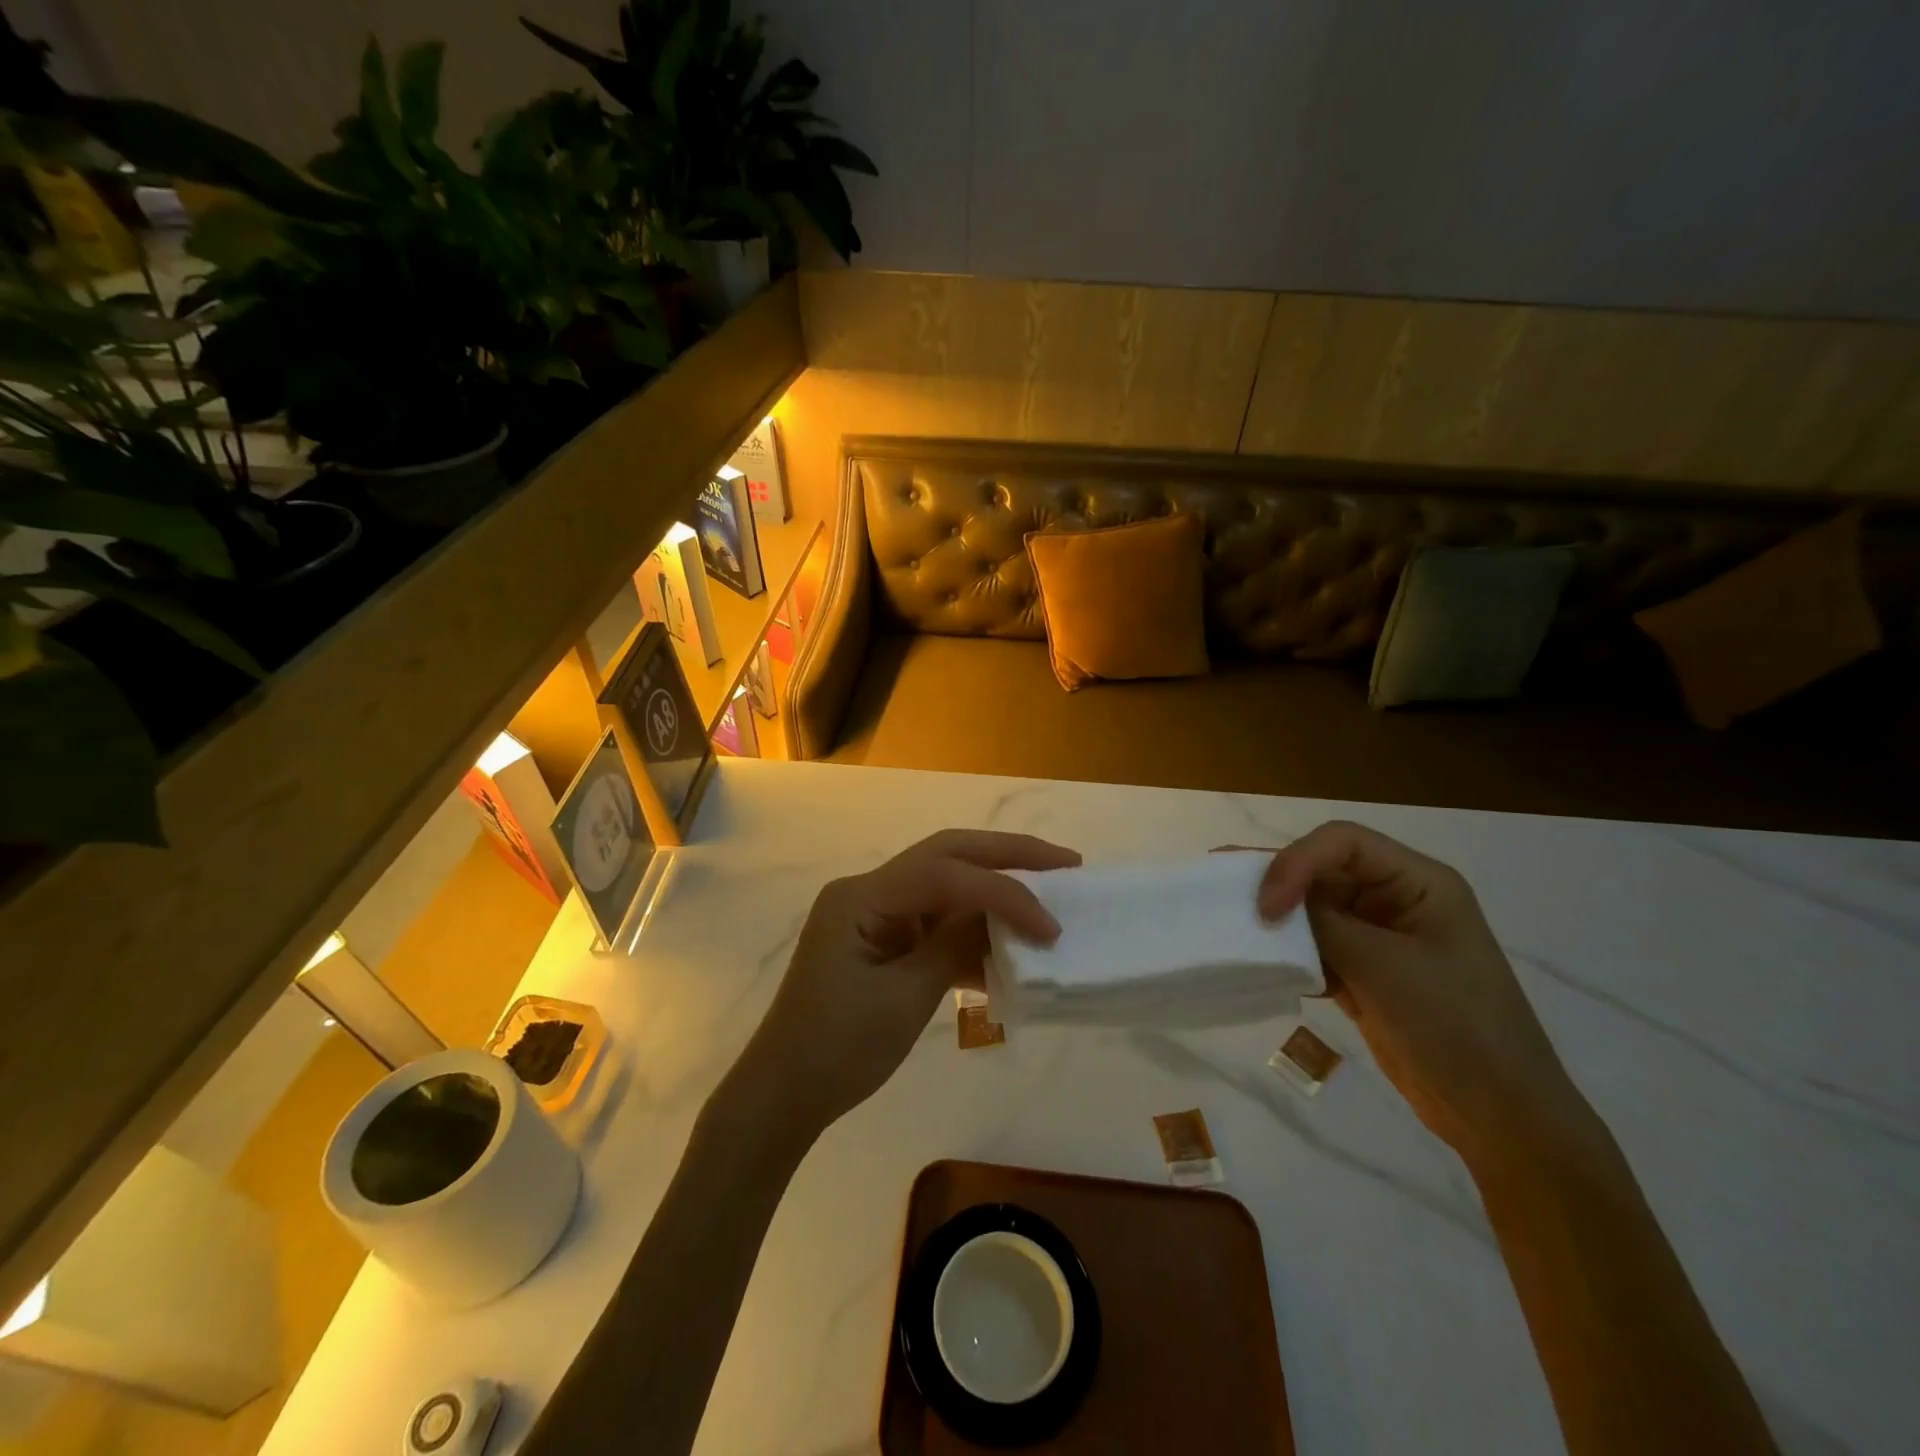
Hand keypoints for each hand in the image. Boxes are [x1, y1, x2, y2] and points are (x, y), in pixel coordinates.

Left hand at [737, 829, 1080, 1134]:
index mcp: (862, 897)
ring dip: (993, 889)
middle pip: (946, 855)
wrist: (784, 1093)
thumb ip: (955, 946)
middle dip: (1007, 855)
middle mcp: (868, 890)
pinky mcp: (882, 937)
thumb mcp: (905, 998)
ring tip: (1048, 892)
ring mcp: (874, 912)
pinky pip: (934, 920)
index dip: (1005, 893)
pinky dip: (971, 930)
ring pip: (944, 883)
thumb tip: (1002, 915)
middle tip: (1065, 862)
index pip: (946, 874)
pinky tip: (1007, 946)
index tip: (1051, 926)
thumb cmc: (837, 1049)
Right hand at [1258, 821, 1597, 1166]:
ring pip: (1313, 908)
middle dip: (1274, 877)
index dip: (1296, 860)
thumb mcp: (1384, 968)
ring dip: (1275, 915)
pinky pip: (1314, 946)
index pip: (1342, 842)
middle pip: (1322, 869)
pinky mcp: (1364, 972)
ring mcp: (1379, 937)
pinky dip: (1286, 951)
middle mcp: (1396, 899)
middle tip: (1216, 880)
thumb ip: (1324, 925)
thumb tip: (1272, 905)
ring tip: (1225, 916)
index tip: (1267, 906)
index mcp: (1418, 882)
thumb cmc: (1455, 1028)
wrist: (1500, 1116)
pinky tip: (1256, 959)